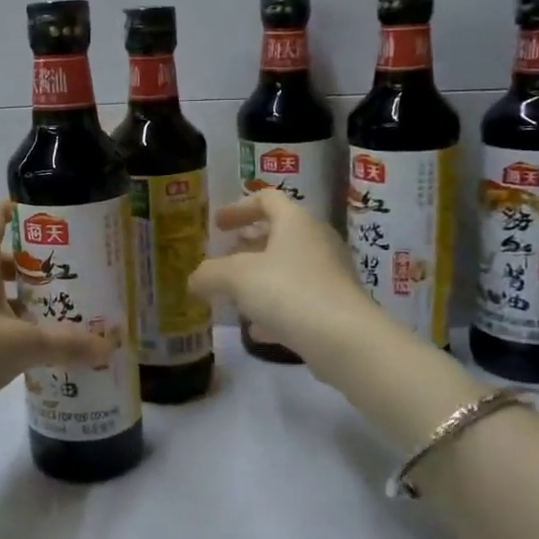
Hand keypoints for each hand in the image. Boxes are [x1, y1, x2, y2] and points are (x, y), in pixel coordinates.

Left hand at [0, 200, 114, 424]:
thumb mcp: (22, 346)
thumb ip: (66, 344)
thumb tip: (108, 346)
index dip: (23, 209)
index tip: (54, 219)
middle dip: (33, 264)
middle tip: (68, 277)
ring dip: (19, 297)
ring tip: (54, 313)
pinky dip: (2, 320)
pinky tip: (25, 346)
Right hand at [187, 190, 372, 364]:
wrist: (345, 339)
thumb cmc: (287, 291)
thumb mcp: (235, 278)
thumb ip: (209, 274)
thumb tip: (193, 280)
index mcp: (295, 221)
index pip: (267, 199)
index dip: (238, 208)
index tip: (217, 225)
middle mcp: (316, 241)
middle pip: (278, 234)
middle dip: (247, 246)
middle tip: (223, 259)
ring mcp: (330, 274)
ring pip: (288, 268)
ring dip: (260, 278)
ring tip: (234, 296)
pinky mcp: (335, 306)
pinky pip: (298, 298)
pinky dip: (275, 308)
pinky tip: (256, 330)